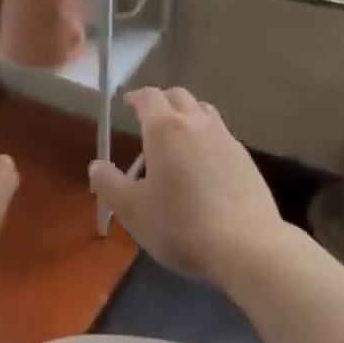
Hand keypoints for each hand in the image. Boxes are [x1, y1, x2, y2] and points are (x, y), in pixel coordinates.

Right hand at [89, 88, 287, 286]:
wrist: (246, 246)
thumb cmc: (181, 225)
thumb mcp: (133, 211)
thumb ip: (109, 184)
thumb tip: (96, 165)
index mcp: (165, 128)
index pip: (149, 96)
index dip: (136, 97)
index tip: (128, 103)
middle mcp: (196, 123)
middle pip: (178, 96)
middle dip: (161, 102)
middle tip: (150, 120)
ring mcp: (225, 137)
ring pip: (203, 111)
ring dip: (187, 115)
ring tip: (178, 139)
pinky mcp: (245, 157)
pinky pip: (220, 134)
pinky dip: (206, 137)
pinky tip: (204, 164)